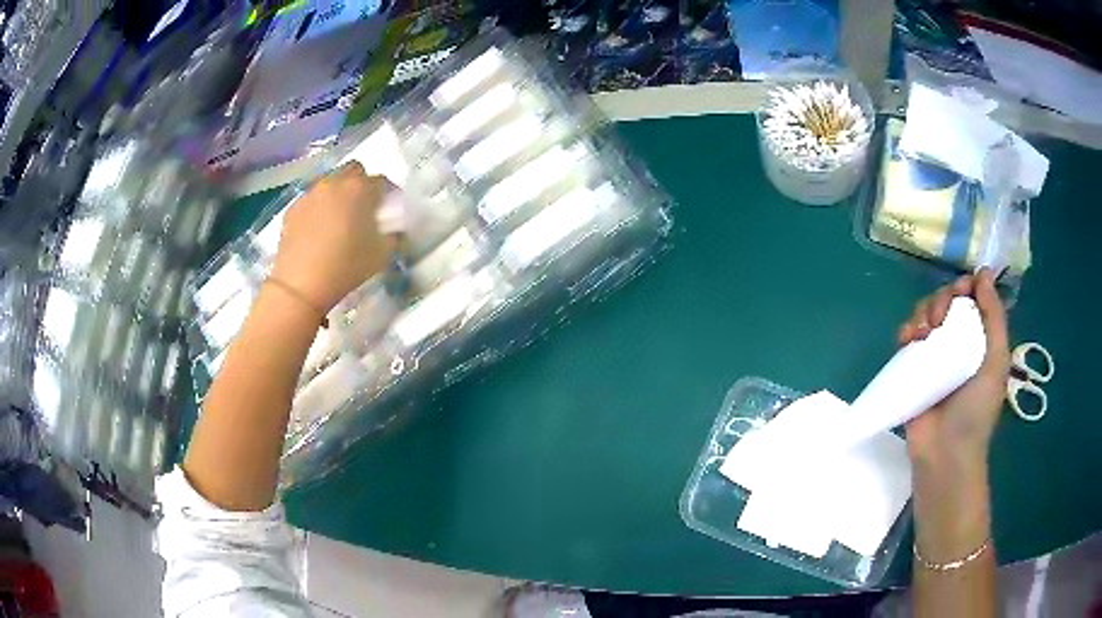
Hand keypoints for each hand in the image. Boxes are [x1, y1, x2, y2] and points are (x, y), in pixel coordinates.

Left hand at [271, 163, 389, 312]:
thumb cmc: (347, 267)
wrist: (301, 284)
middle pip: (354, 170)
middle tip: (363, 207)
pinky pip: (311, 200)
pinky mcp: (293, 209)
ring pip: (330, 184)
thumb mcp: (382, 256)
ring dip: (338, 195)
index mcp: (361, 189)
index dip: (388, 194)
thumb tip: (394, 231)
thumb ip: (393, 237)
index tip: (389, 209)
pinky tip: (318, 230)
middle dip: (361, 183)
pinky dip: (318, 209)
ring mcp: (311, 194)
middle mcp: (335, 183)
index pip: (382, 181)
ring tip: (338, 219)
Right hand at [898, 268, 1010, 471]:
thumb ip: (994, 317)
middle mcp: (959, 342)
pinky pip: (908, 338)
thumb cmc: (977, 410)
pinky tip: (907, 339)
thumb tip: (984, 272)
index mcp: (981, 338)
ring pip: (926, 314)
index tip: (961, 293)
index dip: (966, 287)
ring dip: (923, 312)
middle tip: (940, 319)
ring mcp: (936, 356)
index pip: (973, 298)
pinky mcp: (914, 369)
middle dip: (942, 299)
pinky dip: (906, 330)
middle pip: (948, 301)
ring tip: (922, 333)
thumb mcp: (997, 361)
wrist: (945, 454)